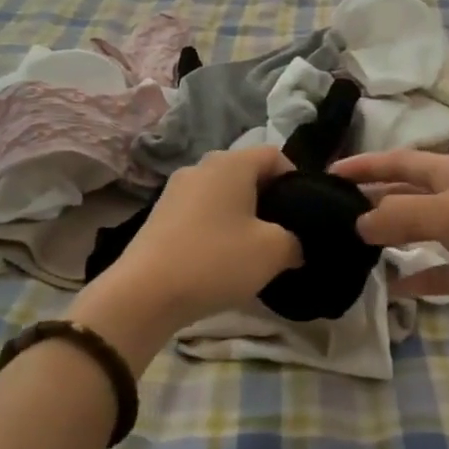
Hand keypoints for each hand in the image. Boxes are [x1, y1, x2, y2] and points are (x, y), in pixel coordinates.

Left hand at [70, 147, 302, 367]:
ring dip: (241, 218)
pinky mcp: (159, 216)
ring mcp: (175, 190)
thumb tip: (293, 244)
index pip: (275, 156)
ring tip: (250, 253)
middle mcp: (201, 167)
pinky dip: (216, 230)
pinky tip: (219, 261)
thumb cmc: (216, 260)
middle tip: (281, 236)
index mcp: (231, 163)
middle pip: (247, 174)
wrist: (145, 293)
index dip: (296, 181)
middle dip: (268, 202)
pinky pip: (200, 213)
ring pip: (222, 196)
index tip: (303, 215)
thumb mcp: (273, 252)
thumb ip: (295, 241)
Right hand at [332, 150, 448, 355]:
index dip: (366, 165)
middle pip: (405, 194)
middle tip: (329, 214)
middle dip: (370, 200)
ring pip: (415, 232)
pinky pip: (433, 272)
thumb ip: (400, 215)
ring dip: (386, 237)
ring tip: (348, 246)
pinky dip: (411, 277)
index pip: (401, 162)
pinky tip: (387, 287)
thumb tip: (358, 223)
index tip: (327, 174)